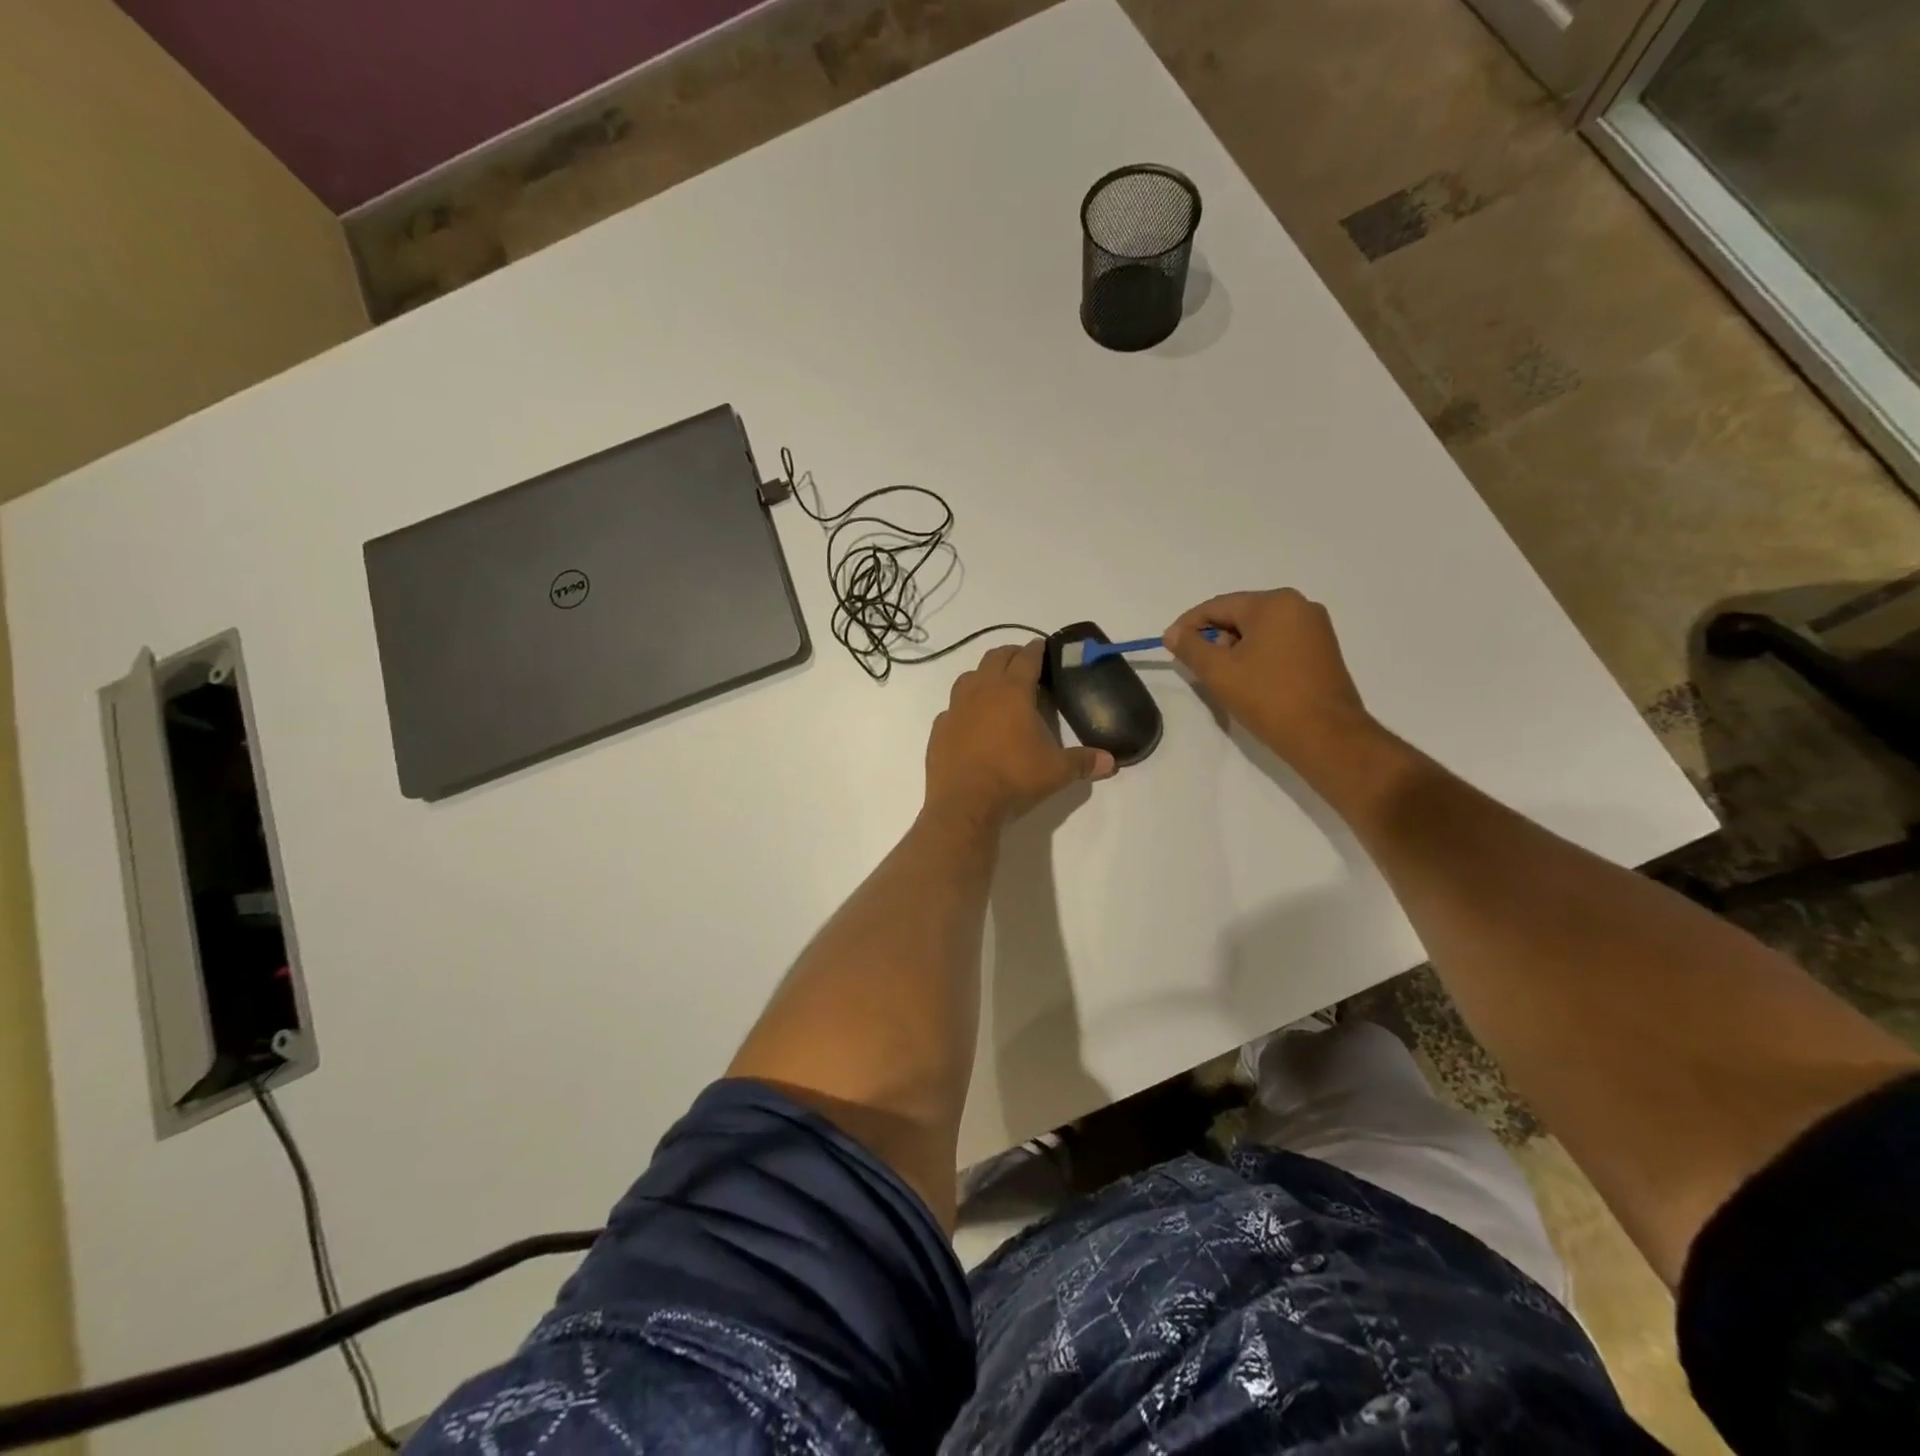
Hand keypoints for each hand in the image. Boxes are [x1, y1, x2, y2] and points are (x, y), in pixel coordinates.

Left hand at [925, 641, 1114, 825]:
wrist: (964, 804)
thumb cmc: (1014, 778)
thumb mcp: (1057, 771)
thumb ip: (1083, 762)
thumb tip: (1111, 762)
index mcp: (1013, 692)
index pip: (1026, 659)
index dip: (1036, 650)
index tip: (1041, 645)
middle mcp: (981, 691)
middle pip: (994, 659)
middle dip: (1010, 655)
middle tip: (1021, 660)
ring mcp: (955, 709)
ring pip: (968, 677)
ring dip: (983, 675)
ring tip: (995, 686)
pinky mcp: (939, 729)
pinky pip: (952, 709)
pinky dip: (964, 707)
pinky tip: (971, 721)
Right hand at [1164, 589, 1374, 770]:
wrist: (1326, 735)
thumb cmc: (1268, 698)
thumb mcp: (1218, 672)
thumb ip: (1190, 647)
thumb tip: (1172, 633)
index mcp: (1274, 603)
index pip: (1218, 606)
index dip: (1188, 625)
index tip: (1169, 645)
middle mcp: (1299, 606)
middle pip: (1240, 615)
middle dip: (1214, 638)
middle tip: (1196, 666)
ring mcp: (1315, 628)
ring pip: (1260, 630)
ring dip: (1235, 649)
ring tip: (1221, 677)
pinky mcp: (1323, 650)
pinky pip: (1279, 643)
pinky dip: (1257, 655)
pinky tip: (1248, 680)